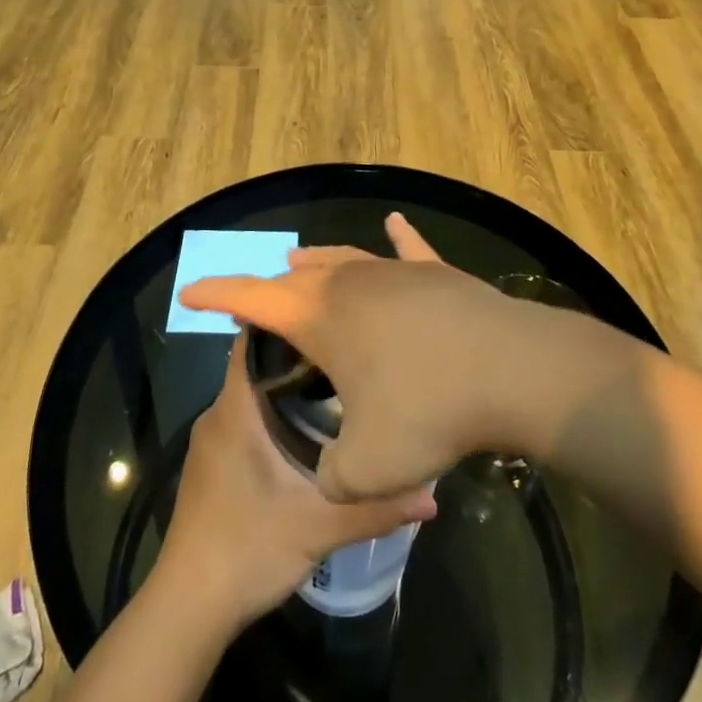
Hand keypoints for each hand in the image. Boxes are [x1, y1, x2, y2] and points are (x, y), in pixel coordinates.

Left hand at [151, 337, 435, 629]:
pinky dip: (274, 415)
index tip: (329, 314)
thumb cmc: (247, 548)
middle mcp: (219, 413)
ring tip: (338, 384)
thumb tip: (433, 498)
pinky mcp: (213, 465)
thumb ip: (376, 508)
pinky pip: (245, 420)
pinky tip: (308, 430)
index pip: (253, 340)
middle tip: (348, 351)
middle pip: (258, 366)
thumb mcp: (319, 527)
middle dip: (299, 356)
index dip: (287, 321)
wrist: (188, 606)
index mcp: (236, 409)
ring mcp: (212, 440)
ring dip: (287, 388)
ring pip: (252, 395)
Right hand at [182, 214, 529, 501]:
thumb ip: (334, 478)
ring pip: (344, 257)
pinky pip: (409, 249)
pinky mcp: (437, 272)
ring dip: (317, 263)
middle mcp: (351, 283)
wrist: (511, 371)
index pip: (253, 298)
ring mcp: (395, 272)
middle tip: (257, 299)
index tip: (189, 293)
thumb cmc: (429, 411)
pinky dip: (399, 237)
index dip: (216, 294)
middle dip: (271, 286)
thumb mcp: (368, 470)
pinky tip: (394, 222)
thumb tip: (333, 475)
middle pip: (298, 275)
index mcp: (321, 318)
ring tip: (299, 262)